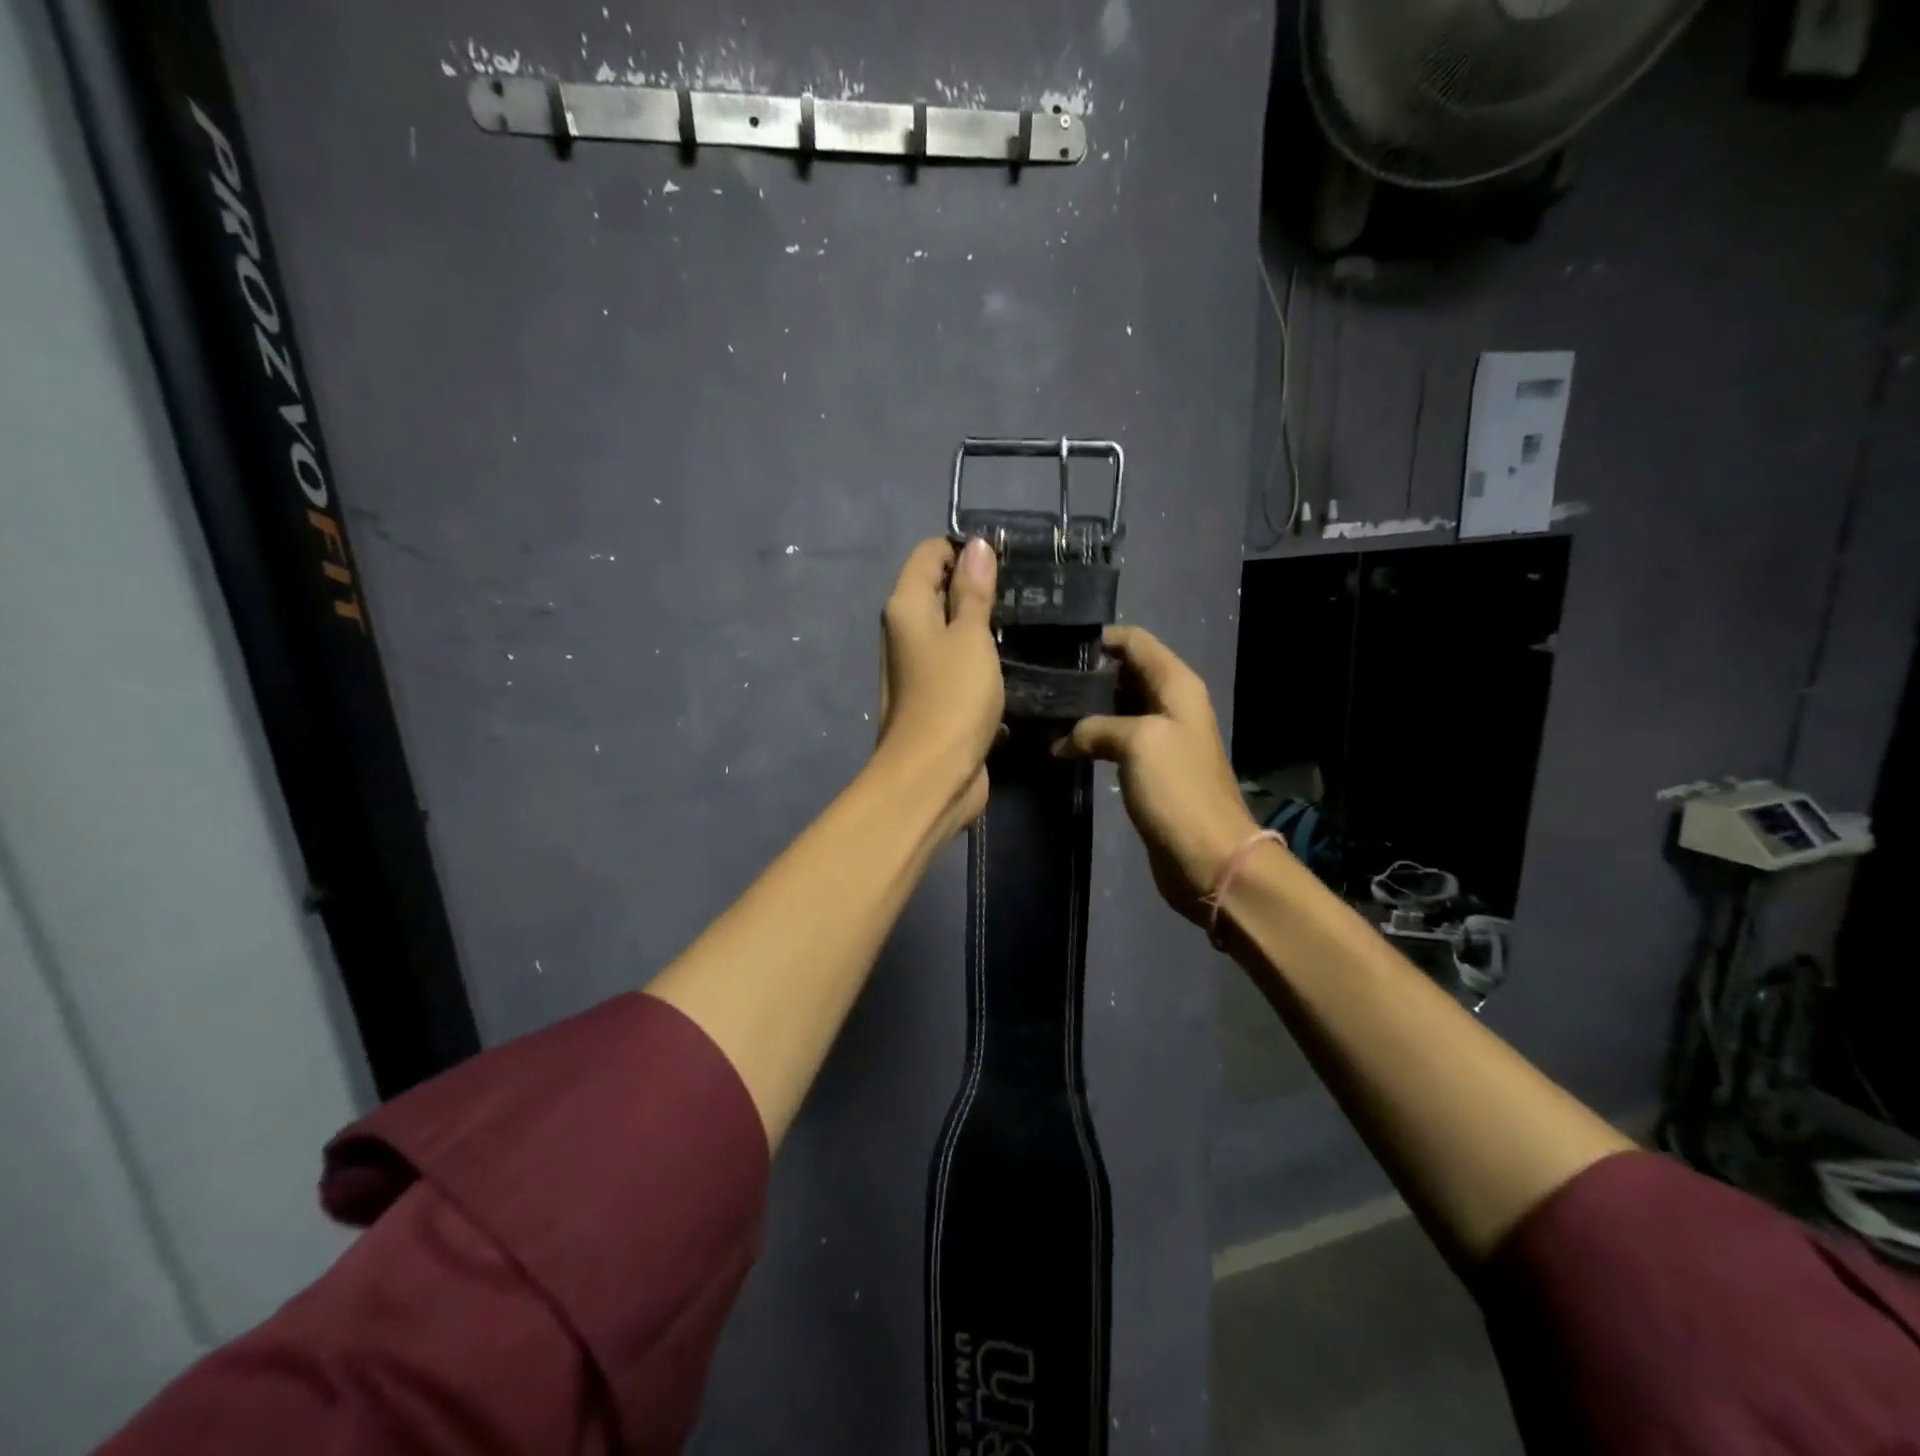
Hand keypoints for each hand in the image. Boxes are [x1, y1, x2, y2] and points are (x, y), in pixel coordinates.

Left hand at [876, 537, 1003, 835]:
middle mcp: (906, 633)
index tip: (1008, 561)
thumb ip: (973, 592)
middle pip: (940, 591)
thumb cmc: (951, 698)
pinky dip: (984, 662)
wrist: (932, 777)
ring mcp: (920, 669)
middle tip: (1028, 591)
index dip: (965, 550)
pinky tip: (1018, 663)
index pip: (930, 554)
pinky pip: (962, 667)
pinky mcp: (937, 699)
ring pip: (954, 633)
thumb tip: (976, 546)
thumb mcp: (969, 636)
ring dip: (985, 628)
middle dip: (979, 587)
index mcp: (906, 608)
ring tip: (1030, 623)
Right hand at [1054, 626, 1260, 923]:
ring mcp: (1161, 738)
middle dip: (1087, 674)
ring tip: (1044, 709)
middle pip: (1125, 673)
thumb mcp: (1137, 742)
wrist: (1209, 855)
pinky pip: (1116, 740)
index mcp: (1177, 685)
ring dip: (1085, 708)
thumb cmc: (1178, 789)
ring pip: (1117, 708)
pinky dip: (1091, 738)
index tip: (1058, 646)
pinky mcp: (1150, 769)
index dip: (1100, 638)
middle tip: (1042, 680)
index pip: (1136, 641)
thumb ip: (1096, 727)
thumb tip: (1062, 741)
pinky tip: (1061, 745)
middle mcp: (1171, 704)